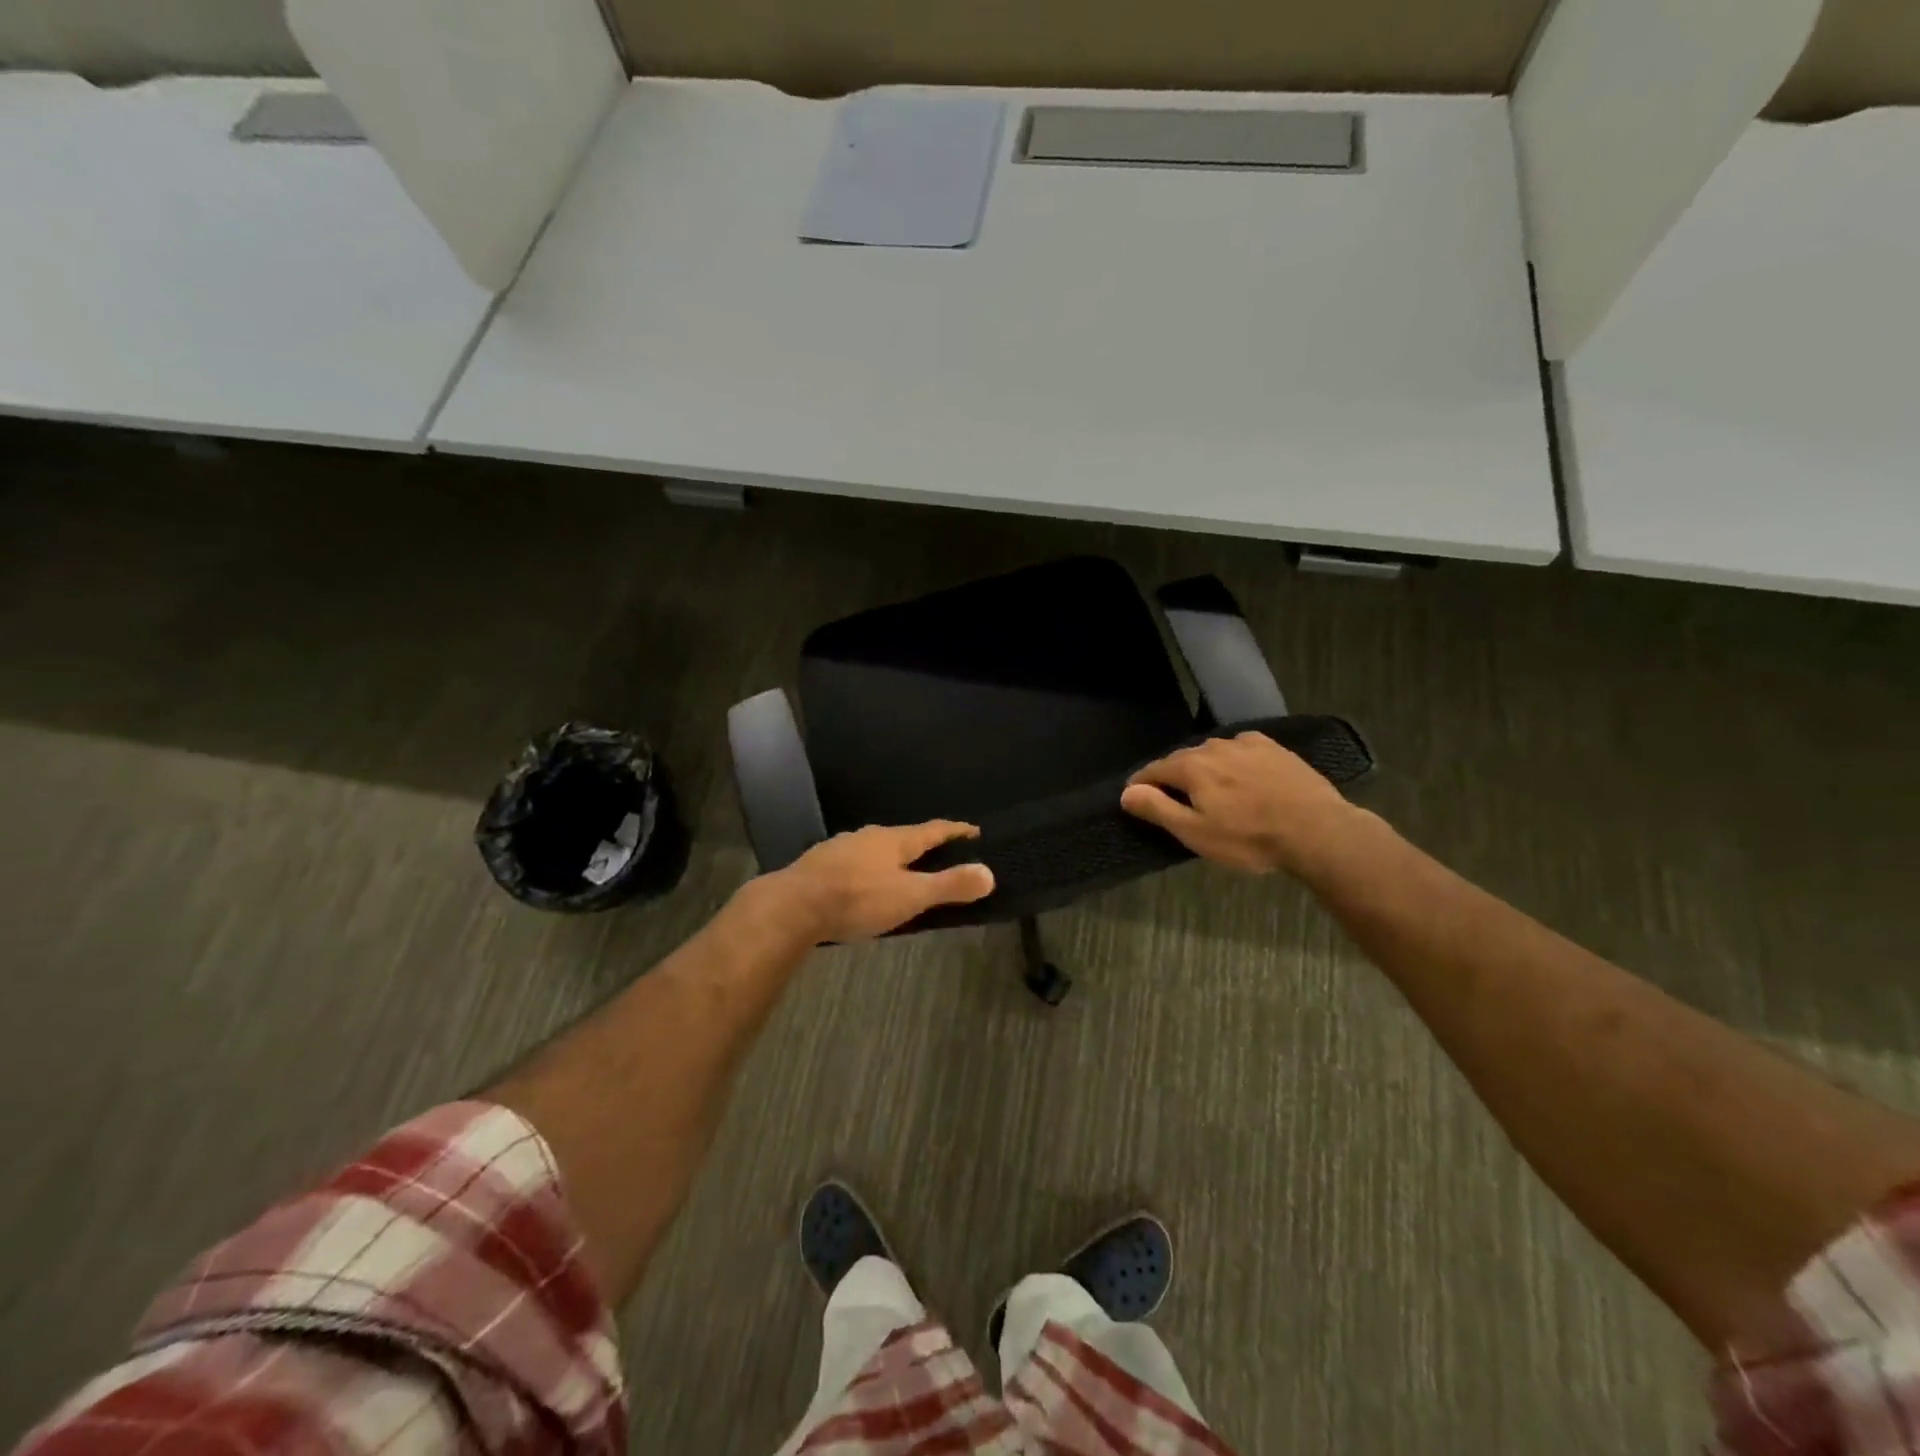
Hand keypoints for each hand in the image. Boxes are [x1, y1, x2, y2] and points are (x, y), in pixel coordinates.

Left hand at [766, 821, 994, 942]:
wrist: (792, 906)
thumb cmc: (858, 899)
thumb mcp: (910, 896)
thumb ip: (949, 886)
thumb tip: (990, 873)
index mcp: (894, 840)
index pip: (933, 830)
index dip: (955, 831)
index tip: (973, 830)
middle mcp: (868, 836)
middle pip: (902, 837)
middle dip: (921, 844)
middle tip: (939, 853)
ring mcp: (840, 848)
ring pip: (874, 848)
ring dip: (891, 857)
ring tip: (901, 870)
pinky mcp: (819, 864)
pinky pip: (853, 862)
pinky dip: (867, 869)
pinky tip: (861, 882)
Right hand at [1120, 731, 1358, 875]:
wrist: (1317, 830)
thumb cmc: (1249, 838)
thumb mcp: (1196, 833)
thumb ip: (1158, 809)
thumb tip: (1127, 792)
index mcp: (1191, 767)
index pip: (1153, 770)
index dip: (1140, 785)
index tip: (1134, 798)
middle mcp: (1213, 746)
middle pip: (1181, 759)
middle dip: (1171, 776)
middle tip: (1173, 799)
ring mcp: (1246, 744)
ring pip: (1211, 752)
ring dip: (1203, 768)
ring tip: (1208, 789)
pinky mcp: (1273, 748)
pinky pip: (1239, 749)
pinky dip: (1231, 760)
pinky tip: (1240, 774)